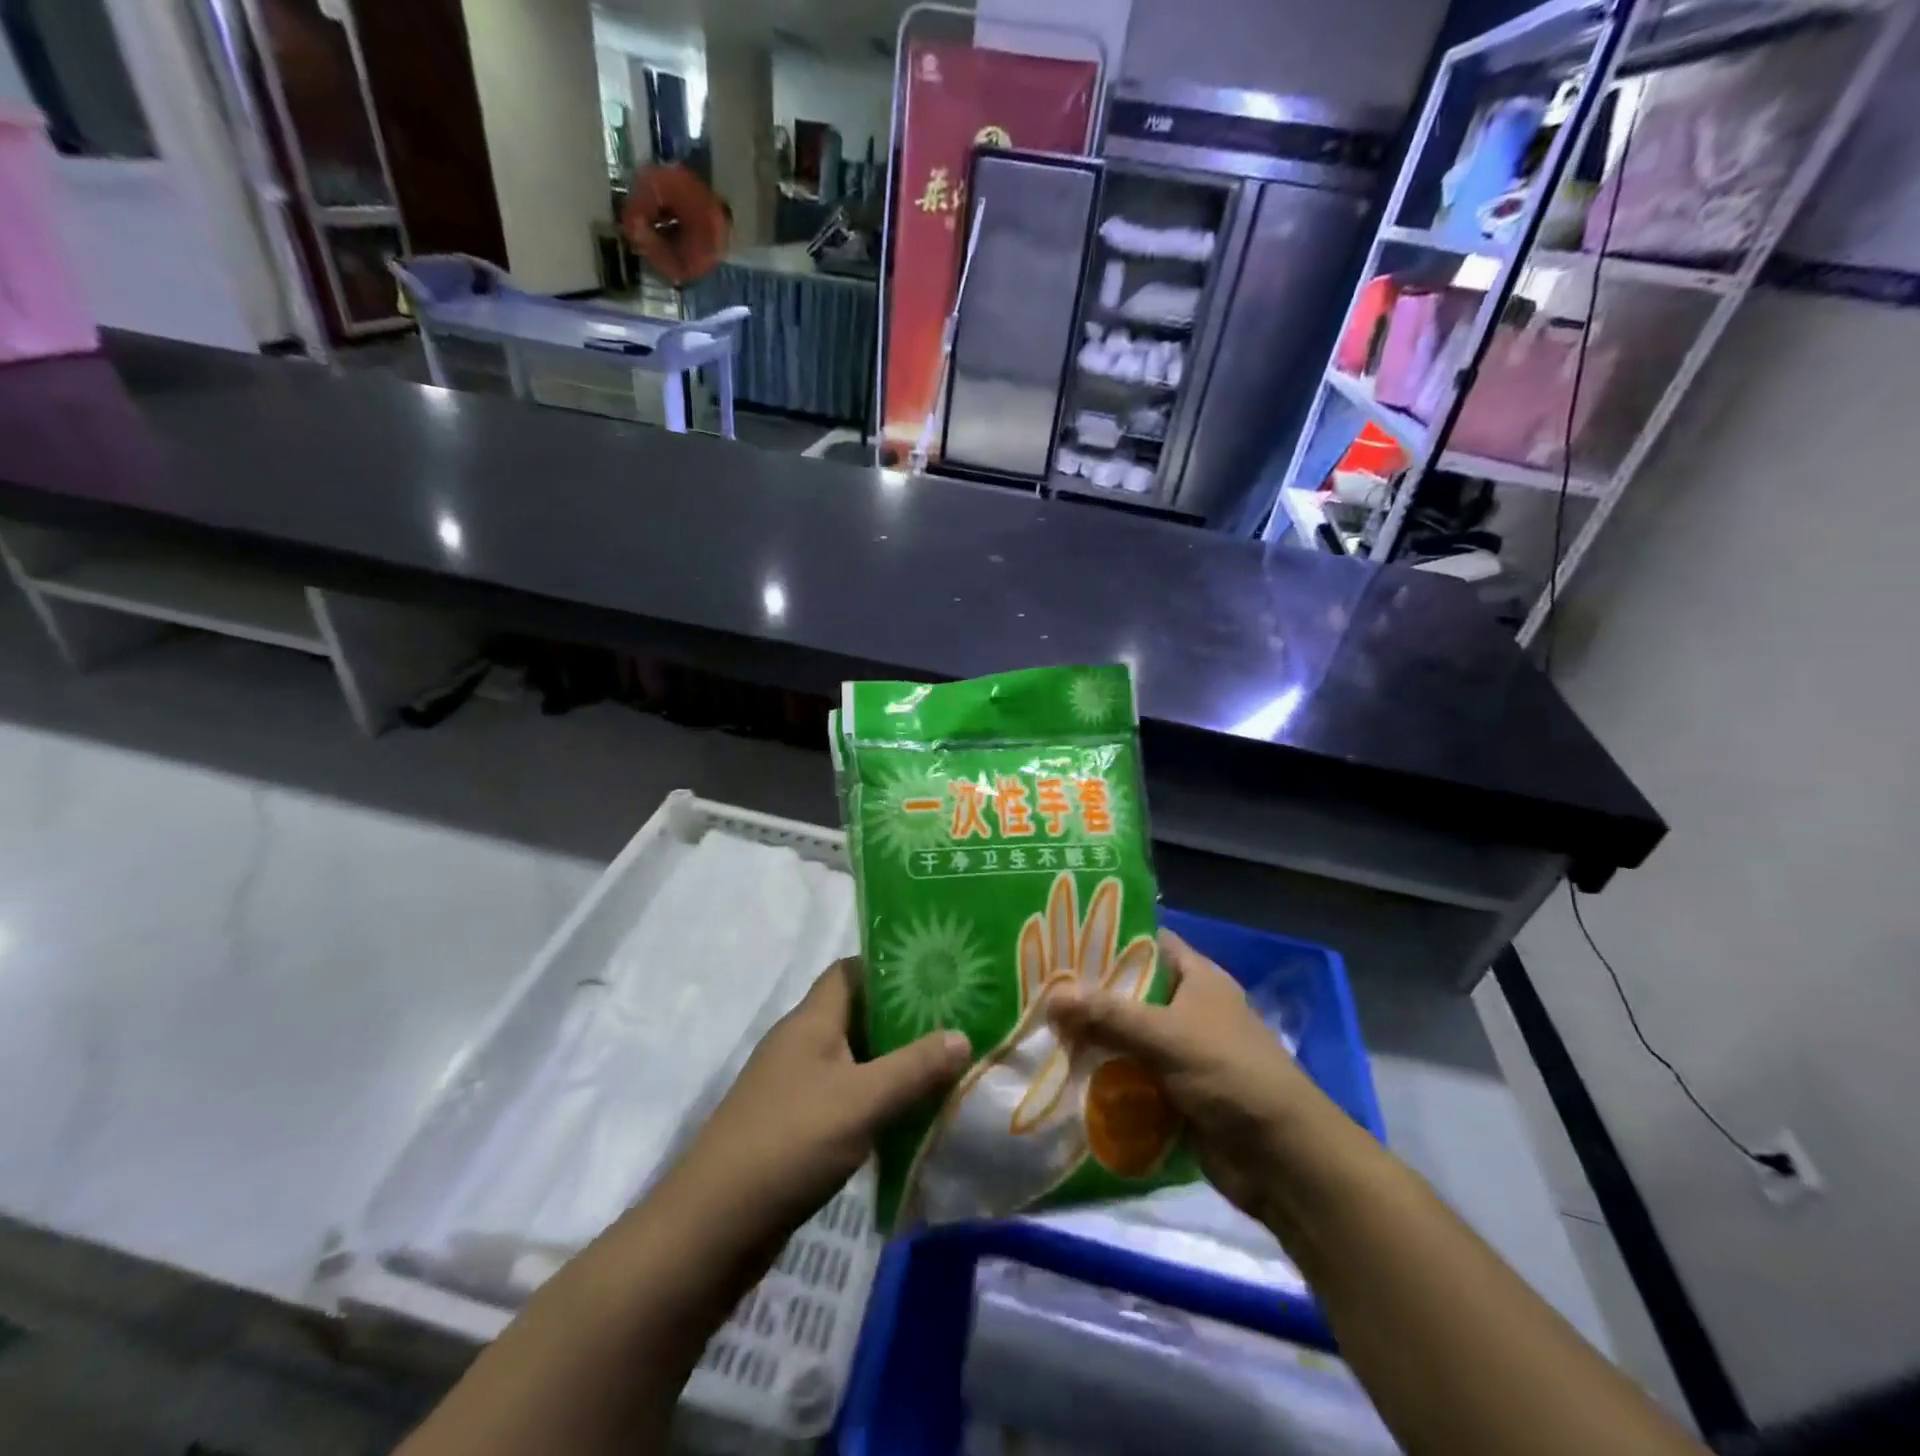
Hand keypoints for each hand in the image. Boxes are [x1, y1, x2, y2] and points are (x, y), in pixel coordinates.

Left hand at [661, 958, 971, 1250]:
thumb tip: (961, 1035)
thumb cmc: (790, 1142)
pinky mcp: (794, 1124)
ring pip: (853, 1058)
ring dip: (892, 1062)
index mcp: (811, 1021)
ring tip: (943, 1066)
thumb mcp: (862, 1100)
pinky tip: (907, 1116)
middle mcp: (800, 1043)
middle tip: (953, 1023)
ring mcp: (794, 1085)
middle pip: (856, 1013)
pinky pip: (844, 1096)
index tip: (936, 975)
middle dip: (902, 1018)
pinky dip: (874, 1099)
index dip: (890, 966)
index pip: (851, 970)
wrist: (714, 1225)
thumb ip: (914, 1067)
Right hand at [1047, 929, 1336, 1225]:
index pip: (1148, 942)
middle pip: (1131, 992)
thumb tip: (1051, 997)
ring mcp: (1182, 1053)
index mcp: (1198, 978)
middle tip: (1038, 986)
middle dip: (1089, 994)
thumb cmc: (1230, 1073)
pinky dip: (1104, 1076)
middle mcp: (1189, 1009)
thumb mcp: (1167, 1035)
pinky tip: (1063, 1072)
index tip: (1062, 938)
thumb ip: (1108, 1015)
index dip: (1109, 937)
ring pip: (1127, 1036)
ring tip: (1039, 1028)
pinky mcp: (1175, 1092)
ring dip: (1092, 1039)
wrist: (1282, 1159)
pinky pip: (1131, 1076)